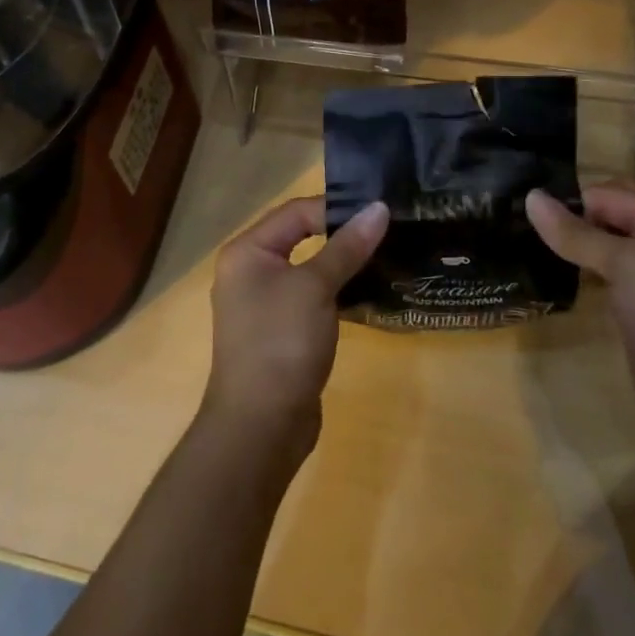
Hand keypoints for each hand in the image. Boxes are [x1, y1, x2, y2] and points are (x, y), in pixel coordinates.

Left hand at [203, 197, 388, 462]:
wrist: (260, 427)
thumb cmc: (281, 343)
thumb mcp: (316, 288)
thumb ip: (347, 247)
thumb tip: (378, 208)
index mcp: (247, 252)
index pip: (296, 212)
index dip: (336, 208)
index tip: (379, 212)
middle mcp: (250, 271)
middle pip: (300, 236)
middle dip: (341, 233)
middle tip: (386, 229)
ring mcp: (263, 304)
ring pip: (308, 268)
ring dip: (341, 263)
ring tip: (384, 255)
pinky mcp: (280, 331)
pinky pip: (311, 297)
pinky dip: (336, 291)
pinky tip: (366, 292)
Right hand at [526, 183, 634, 457]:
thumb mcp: (626, 265)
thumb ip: (577, 233)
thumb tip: (531, 197)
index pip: (609, 195)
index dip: (571, 200)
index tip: (523, 211)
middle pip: (608, 219)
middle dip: (570, 219)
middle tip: (519, 225)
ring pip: (604, 252)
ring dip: (572, 249)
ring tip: (525, 248)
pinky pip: (604, 284)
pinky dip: (580, 278)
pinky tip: (552, 282)